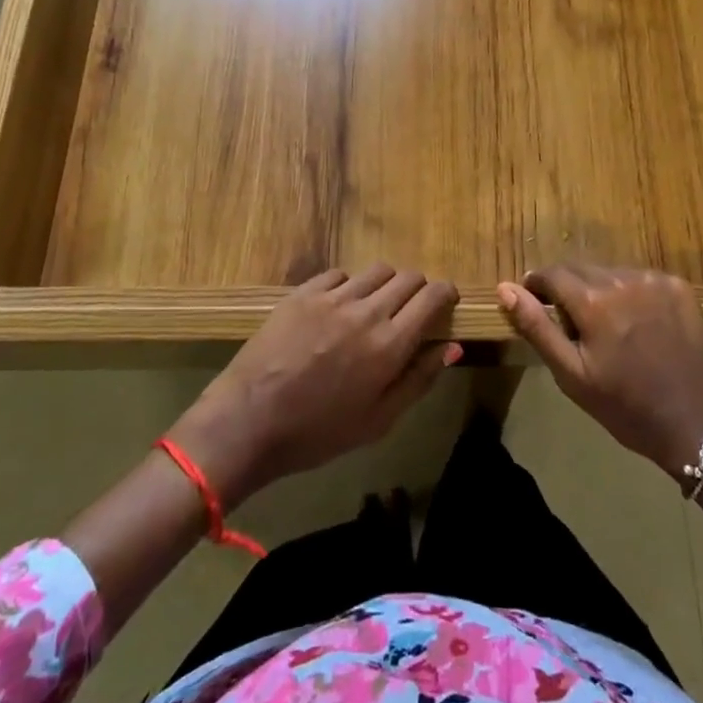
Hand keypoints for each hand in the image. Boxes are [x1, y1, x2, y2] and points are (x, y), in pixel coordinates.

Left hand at [169, 265, 460, 506]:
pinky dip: (350, 285)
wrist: (248, 421)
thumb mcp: (378, 421)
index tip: (447, 300)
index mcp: (390, 345)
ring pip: (377, 270)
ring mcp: (332, 297)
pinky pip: (340, 274)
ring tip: (375, 307)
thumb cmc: (318, 432)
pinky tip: (339, 307)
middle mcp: (367, 311)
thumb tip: (453, 346)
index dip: (446, 293)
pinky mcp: (303, 292)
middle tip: (411, 310)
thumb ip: (419, 379)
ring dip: (386, 284)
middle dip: (418, 289)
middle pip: (408, 277)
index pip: (432, 297)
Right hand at [498, 265, 702, 479]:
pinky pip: (640, 279)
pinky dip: (631, 294)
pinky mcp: (679, 286)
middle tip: (574, 327)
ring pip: (610, 273)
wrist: (700, 424)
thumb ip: (536, 327)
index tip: (535, 304)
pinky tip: (639, 326)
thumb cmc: (626, 407)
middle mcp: (623, 279)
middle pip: (580, 270)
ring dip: (600, 291)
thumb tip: (504, 288)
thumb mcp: (571, 375)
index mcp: (593, 301)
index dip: (538, 286)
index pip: (551, 274)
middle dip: (569, 291)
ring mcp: (655, 280)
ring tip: (609, 329)